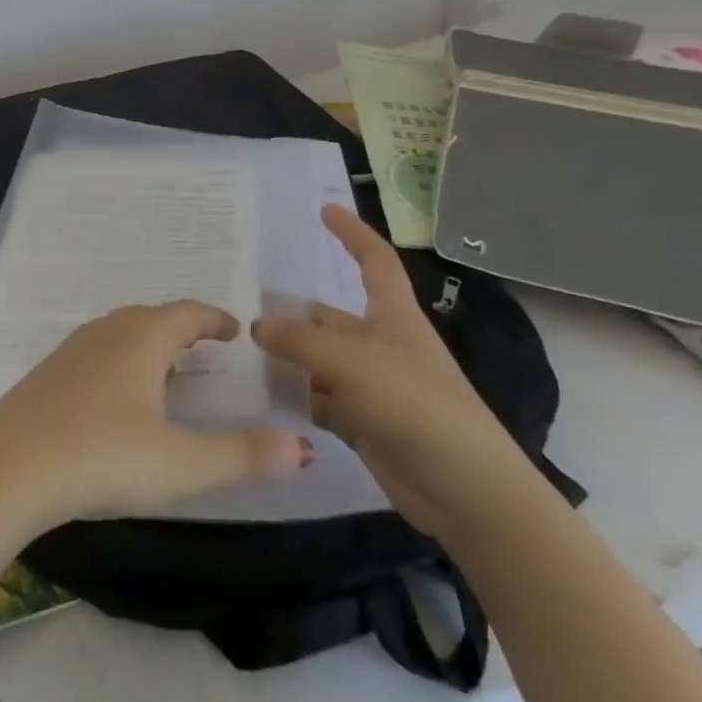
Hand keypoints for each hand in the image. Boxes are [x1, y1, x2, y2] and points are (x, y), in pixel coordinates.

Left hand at [0, 302, 311, 531]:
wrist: (5, 472)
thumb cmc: (100, 459)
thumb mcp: (180, 465)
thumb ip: (242, 455)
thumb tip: (302, 447)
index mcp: (140, 341)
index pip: (186, 314)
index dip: (214, 319)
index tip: (235, 330)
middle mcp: (103, 335)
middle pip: (150, 318)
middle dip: (180, 329)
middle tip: (204, 351)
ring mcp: (67, 353)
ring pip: (116, 334)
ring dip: (145, 345)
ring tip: (163, 372)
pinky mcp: (43, 378)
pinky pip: (92, 355)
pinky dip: (116, 363)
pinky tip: (113, 398)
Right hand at [252, 205, 535, 537]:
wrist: (466, 491)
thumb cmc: (418, 408)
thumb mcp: (355, 364)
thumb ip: (301, 342)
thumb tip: (256, 325)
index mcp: (394, 318)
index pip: (375, 262)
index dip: (352, 234)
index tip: (324, 210)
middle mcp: (381, 346)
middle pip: (329, 319)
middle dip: (291, 315)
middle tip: (237, 312)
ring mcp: (372, 386)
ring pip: (318, 361)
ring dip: (286, 359)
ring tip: (235, 355)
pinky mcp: (363, 422)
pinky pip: (319, 399)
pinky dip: (294, 397)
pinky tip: (259, 396)